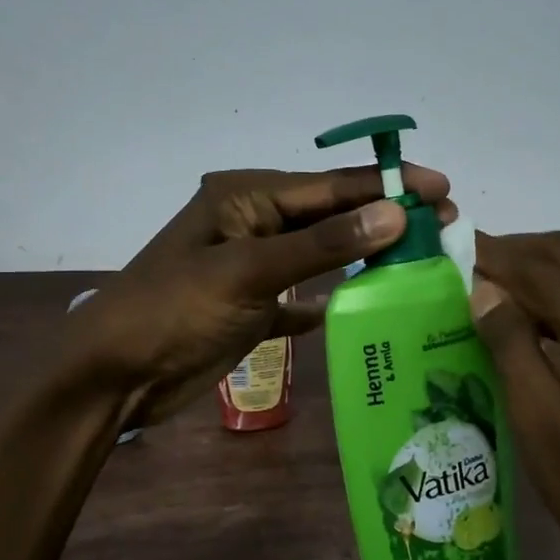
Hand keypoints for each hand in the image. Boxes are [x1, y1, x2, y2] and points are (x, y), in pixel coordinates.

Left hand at [68, 166, 455, 425]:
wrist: (115, 375)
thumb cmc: (173, 311)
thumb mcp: (247, 271)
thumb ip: (321, 244)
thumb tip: (394, 213)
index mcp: (246, 196)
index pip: (330, 185)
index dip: (387, 185)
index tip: (442, 188)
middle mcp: (253, 223)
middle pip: (331, 216)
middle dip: (384, 219)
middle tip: (444, 227)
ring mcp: (253, 267)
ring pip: (321, 254)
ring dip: (365, 257)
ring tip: (420, 262)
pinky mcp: (253, 308)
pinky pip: (304, 296)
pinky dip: (332, 298)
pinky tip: (368, 304)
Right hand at [470, 231, 559, 559]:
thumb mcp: (546, 432)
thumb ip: (513, 351)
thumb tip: (483, 290)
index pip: (536, 267)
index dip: (489, 254)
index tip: (448, 248)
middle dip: (515, 252)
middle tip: (465, 266)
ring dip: (543, 270)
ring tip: (493, 292)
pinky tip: (544, 323)